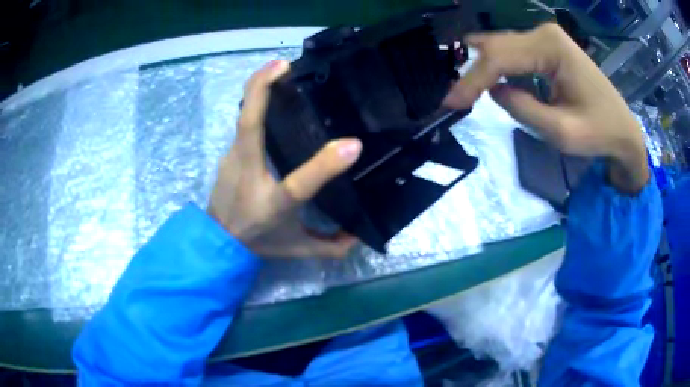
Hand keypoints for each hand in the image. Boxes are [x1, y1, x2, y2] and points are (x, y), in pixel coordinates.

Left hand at [208, 61, 361, 257]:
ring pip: (243, 117)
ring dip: (258, 89)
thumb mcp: (297, 248)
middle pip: (248, 124)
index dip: (324, 165)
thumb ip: (331, 247)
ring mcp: (233, 159)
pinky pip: (243, 123)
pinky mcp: (228, 153)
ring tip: (281, 70)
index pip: (299, 184)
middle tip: (284, 65)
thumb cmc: (258, 240)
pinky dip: (254, 103)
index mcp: (272, 203)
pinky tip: (271, 94)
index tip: (352, 144)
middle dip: (261, 87)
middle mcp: (248, 174)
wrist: (217, 241)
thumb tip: (359, 235)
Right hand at [444, 23, 648, 193]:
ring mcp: (546, 38)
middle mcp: (545, 34)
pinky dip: (498, 67)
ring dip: (484, 68)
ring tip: (465, 90)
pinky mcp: (548, 48)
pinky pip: (514, 53)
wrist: (624, 130)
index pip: (501, 57)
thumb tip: (495, 91)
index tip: (449, 103)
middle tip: (453, 98)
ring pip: (502, 48)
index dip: (472, 80)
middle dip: (474, 73)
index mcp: (551, 47)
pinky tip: (487, 78)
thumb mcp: (562, 131)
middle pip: (497, 47)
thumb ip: (523, 109)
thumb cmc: (600, 133)